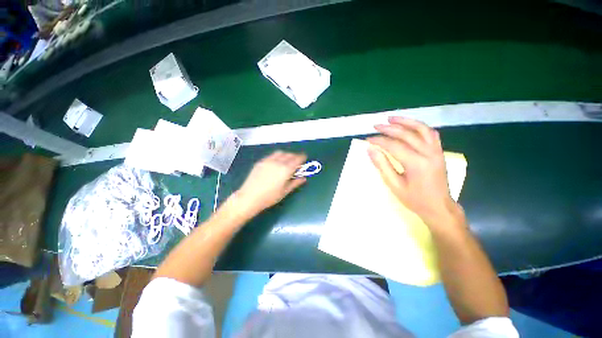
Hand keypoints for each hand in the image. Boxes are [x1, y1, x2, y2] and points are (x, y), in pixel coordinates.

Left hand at [234, 151, 306, 217]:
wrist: (250, 197)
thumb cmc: (270, 197)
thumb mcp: (285, 191)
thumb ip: (295, 183)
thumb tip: (304, 178)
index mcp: (286, 170)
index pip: (297, 159)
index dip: (302, 157)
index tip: (304, 157)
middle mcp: (278, 162)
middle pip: (289, 155)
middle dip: (295, 156)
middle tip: (297, 160)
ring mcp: (268, 161)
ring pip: (280, 153)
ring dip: (286, 154)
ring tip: (287, 160)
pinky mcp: (261, 162)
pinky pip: (272, 155)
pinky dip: (277, 156)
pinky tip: (276, 162)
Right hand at [367, 117, 462, 228]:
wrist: (439, 207)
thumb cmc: (415, 199)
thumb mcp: (394, 185)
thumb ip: (382, 165)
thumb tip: (370, 149)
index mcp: (416, 163)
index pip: (394, 145)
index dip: (379, 140)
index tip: (368, 139)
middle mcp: (428, 153)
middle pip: (407, 134)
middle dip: (389, 128)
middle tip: (376, 126)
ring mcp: (436, 151)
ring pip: (421, 129)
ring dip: (406, 121)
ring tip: (391, 118)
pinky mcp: (439, 152)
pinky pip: (430, 133)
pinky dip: (419, 126)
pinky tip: (410, 125)